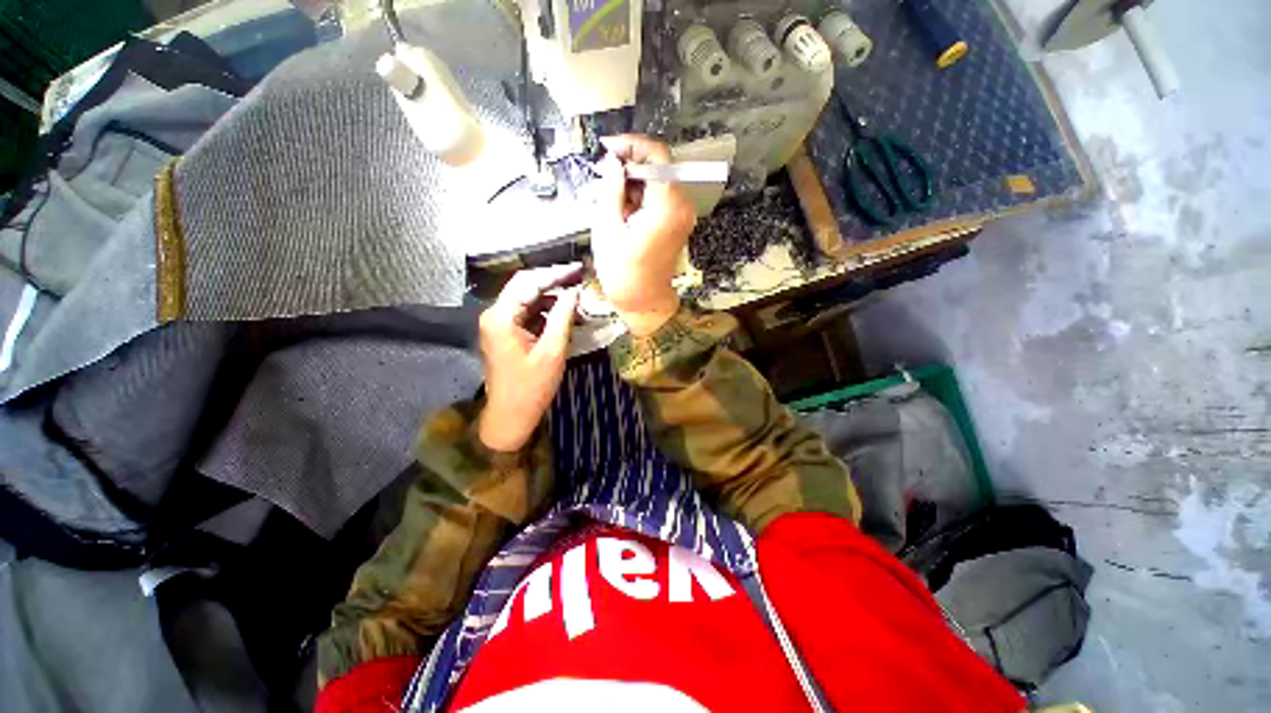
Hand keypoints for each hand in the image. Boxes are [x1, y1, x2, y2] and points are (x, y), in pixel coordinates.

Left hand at [477, 264, 582, 451]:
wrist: (510, 416)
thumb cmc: (532, 387)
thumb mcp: (552, 351)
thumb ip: (563, 317)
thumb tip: (574, 291)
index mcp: (502, 317)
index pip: (528, 282)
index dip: (555, 273)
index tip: (578, 269)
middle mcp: (495, 314)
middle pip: (524, 286)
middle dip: (552, 281)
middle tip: (578, 278)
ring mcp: (498, 324)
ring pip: (526, 299)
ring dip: (550, 297)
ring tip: (576, 298)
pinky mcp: (504, 333)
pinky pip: (525, 313)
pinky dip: (544, 311)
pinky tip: (563, 314)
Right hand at [591, 135, 697, 336]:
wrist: (643, 301)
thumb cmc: (622, 272)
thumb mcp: (608, 227)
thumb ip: (611, 188)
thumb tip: (611, 161)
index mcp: (667, 206)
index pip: (658, 155)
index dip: (632, 145)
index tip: (608, 148)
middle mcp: (682, 206)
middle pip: (659, 167)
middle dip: (629, 167)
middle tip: (603, 177)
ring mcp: (683, 215)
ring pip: (658, 181)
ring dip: (633, 184)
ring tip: (609, 200)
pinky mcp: (678, 222)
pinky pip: (660, 197)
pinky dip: (641, 196)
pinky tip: (623, 211)